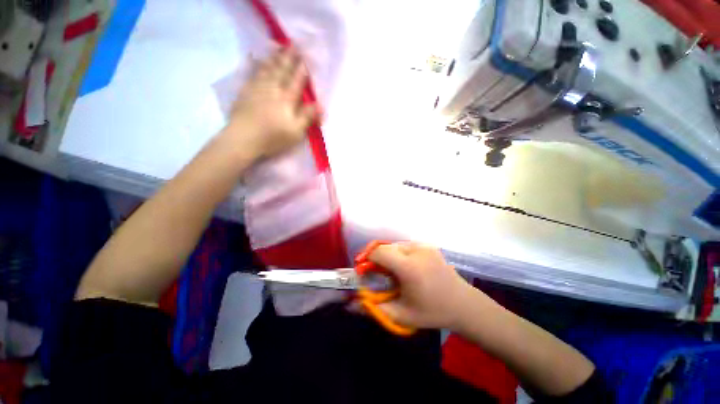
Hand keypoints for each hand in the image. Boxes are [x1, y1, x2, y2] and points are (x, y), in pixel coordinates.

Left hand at [223, 47, 318, 158]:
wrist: (244, 138)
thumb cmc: (273, 137)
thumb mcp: (296, 131)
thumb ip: (308, 117)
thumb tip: (321, 105)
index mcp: (287, 99)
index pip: (297, 82)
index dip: (302, 71)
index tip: (306, 58)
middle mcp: (273, 89)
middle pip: (282, 71)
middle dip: (289, 58)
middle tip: (294, 45)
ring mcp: (258, 88)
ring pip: (267, 69)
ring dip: (274, 58)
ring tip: (277, 48)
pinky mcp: (245, 92)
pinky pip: (252, 73)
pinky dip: (256, 65)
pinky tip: (255, 60)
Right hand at [368, 242, 475, 329]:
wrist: (463, 304)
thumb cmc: (432, 312)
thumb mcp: (401, 315)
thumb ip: (374, 308)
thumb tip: (351, 303)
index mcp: (408, 267)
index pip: (379, 252)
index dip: (367, 259)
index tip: (365, 270)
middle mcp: (415, 251)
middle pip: (385, 247)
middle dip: (377, 258)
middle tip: (379, 274)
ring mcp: (424, 246)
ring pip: (395, 245)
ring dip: (389, 256)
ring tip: (394, 272)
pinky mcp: (429, 245)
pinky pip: (406, 246)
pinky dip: (400, 254)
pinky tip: (408, 268)